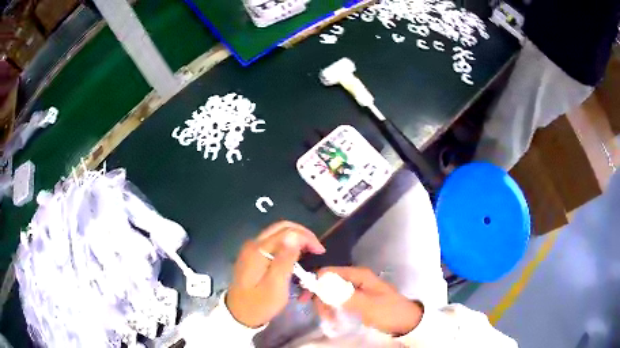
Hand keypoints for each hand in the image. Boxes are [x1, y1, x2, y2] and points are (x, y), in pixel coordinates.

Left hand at [226, 221, 325, 327]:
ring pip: (277, 233)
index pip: (287, 232)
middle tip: (317, 249)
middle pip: (281, 227)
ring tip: (309, 252)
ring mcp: (251, 249)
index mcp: (258, 250)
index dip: (307, 238)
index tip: (320, 252)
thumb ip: (284, 260)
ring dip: (295, 238)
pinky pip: (273, 242)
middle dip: (302, 234)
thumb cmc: (259, 304)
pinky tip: (295, 256)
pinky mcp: (252, 256)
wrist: (239, 314)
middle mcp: (253, 244)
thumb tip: (295, 236)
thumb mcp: (275, 286)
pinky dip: (287, 245)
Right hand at [310, 267, 422, 335]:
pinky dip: (334, 309)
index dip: (315, 283)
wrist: (407, 321)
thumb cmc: (388, 312)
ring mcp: (357, 288)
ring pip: (332, 293)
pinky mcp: (358, 298)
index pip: (329, 272)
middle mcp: (356, 278)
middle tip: (322, 316)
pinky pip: (339, 300)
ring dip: (327, 306)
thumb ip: (344, 295)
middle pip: (328, 283)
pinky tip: (334, 318)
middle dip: (321, 298)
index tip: (306, 300)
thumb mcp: (367, 306)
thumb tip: (320, 285)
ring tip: (330, 321)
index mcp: (359, 275)